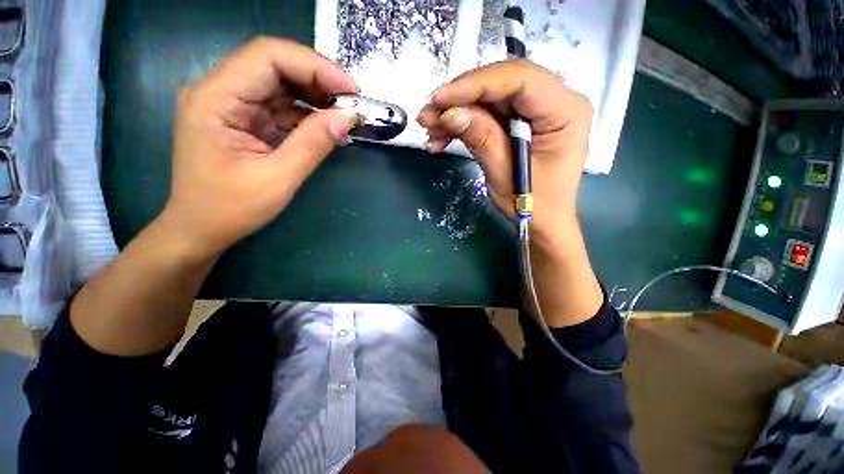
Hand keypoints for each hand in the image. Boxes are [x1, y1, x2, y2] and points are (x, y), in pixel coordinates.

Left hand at [159, 37, 358, 259]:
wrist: (200, 229)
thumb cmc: (231, 209)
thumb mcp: (278, 179)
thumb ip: (313, 144)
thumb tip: (347, 118)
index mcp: (215, 98)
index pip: (268, 57)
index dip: (314, 66)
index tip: (350, 90)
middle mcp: (218, 91)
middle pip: (274, 64)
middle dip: (318, 79)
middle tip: (352, 102)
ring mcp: (229, 104)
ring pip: (278, 83)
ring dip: (314, 95)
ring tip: (344, 114)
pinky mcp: (241, 119)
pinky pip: (278, 104)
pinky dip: (305, 112)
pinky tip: (326, 125)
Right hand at [417, 59, 592, 250]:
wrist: (544, 220)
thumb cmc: (533, 205)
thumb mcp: (504, 174)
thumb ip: (481, 138)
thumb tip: (450, 112)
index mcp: (565, 111)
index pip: (520, 80)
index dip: (475, 84)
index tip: (439, 99)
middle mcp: (557, 100)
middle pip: (503, 83)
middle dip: (461, 98)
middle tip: (428, 115)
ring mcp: (540, 109)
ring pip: (492, 97)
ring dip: (458, 112)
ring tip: (431, 130)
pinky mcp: (524, 120)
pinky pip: (490, 112)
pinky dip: (465, 123)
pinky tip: (444, 137)